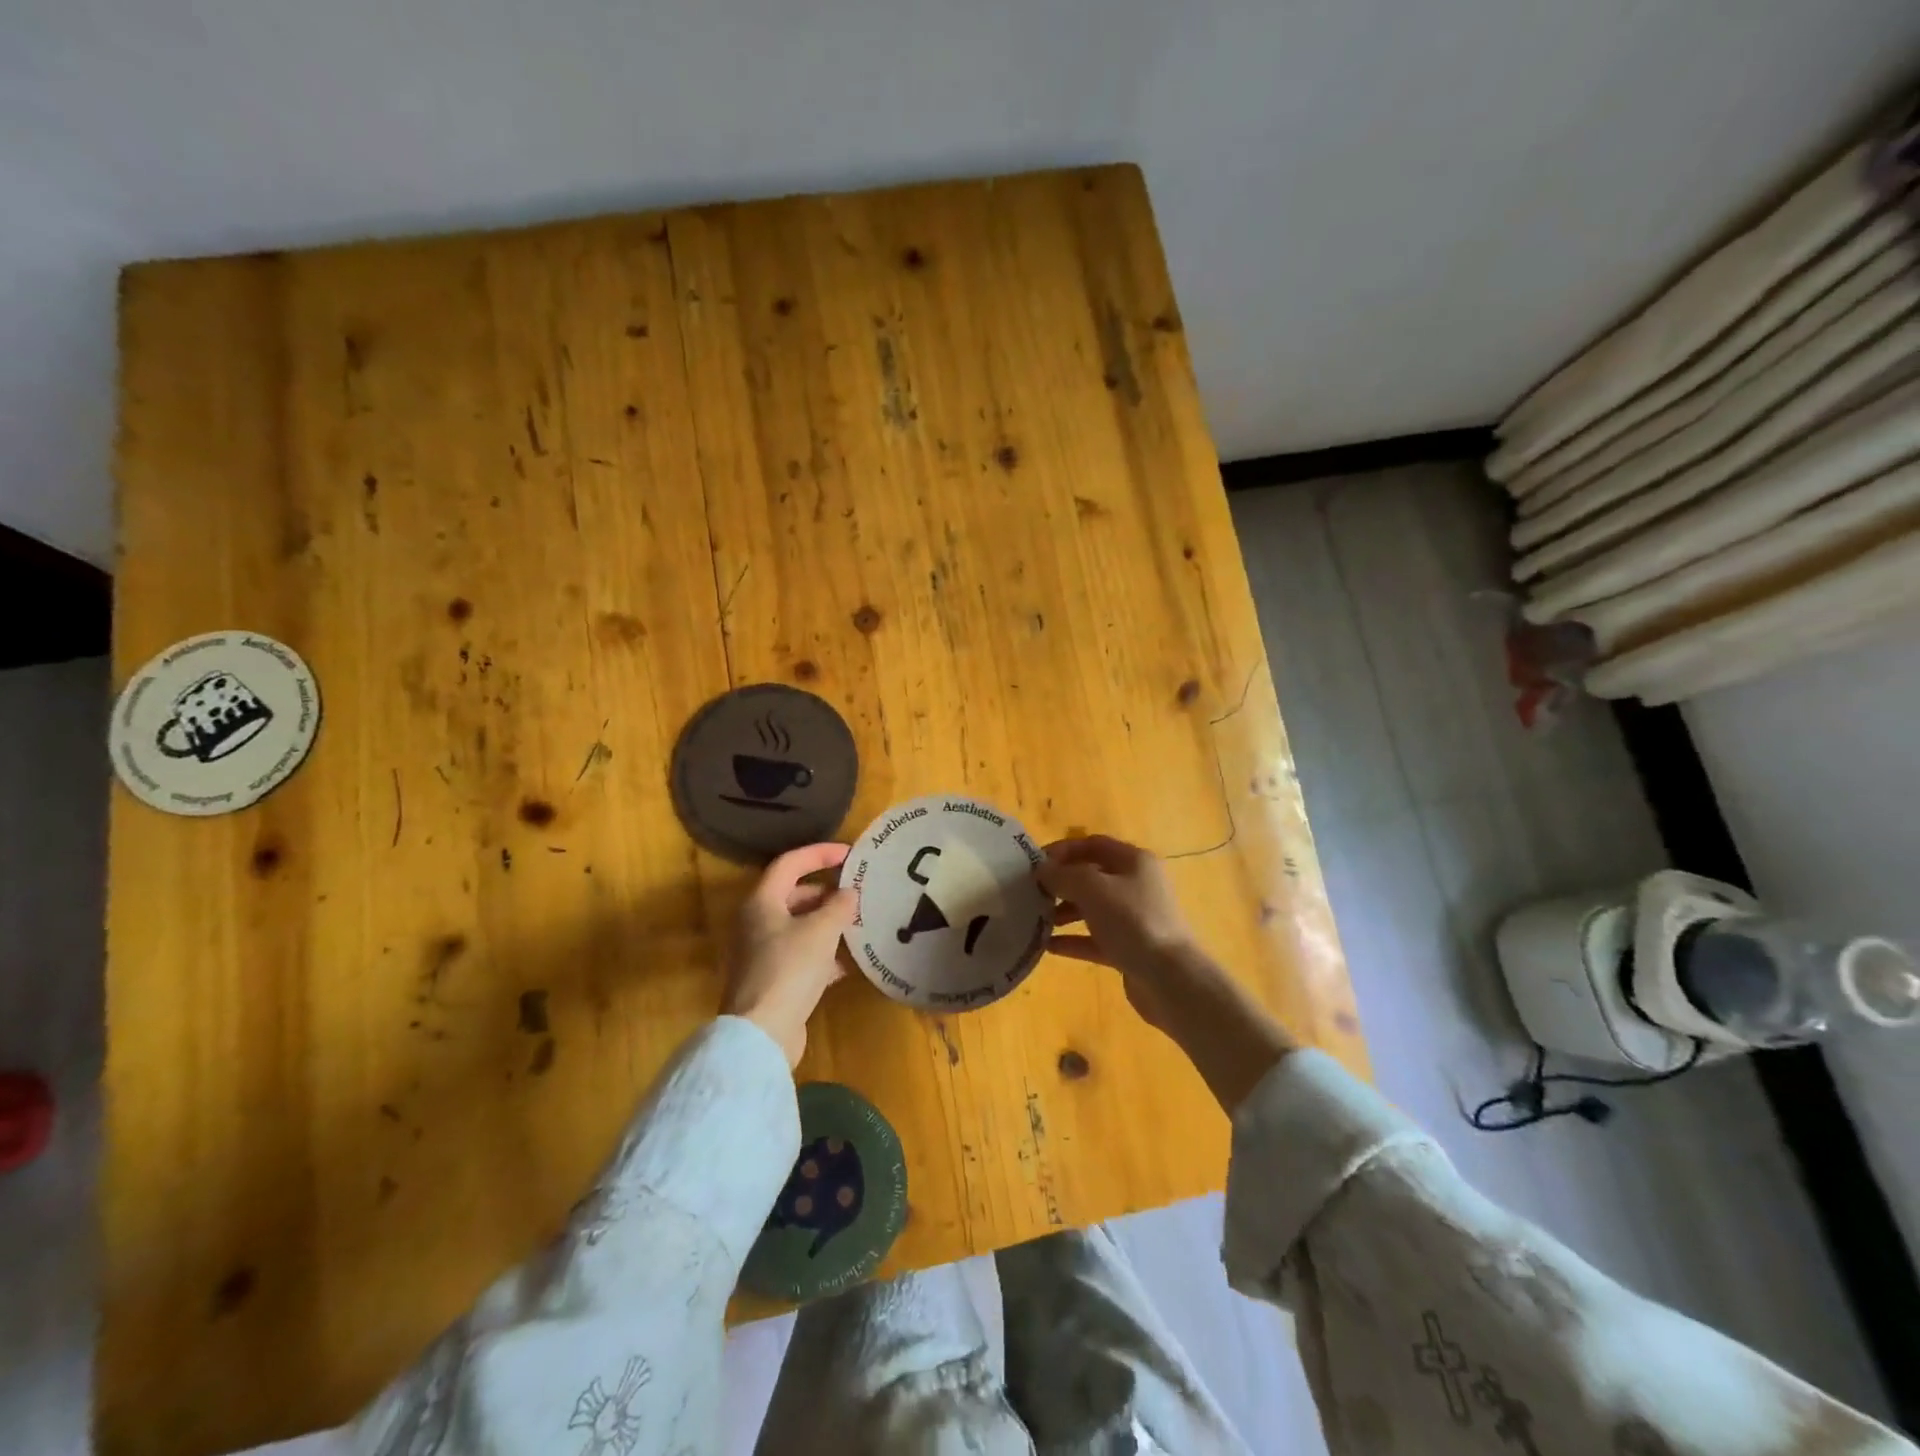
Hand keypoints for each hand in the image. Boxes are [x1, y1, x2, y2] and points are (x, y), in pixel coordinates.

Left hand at [721, 843, 856, 1067]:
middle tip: (857, 893)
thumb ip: (839, 906)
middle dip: (827, 893)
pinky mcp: (772, 980)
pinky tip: (847, 964)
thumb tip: (848, 894)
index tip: (850, 854)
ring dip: (827, 924)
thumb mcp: (822, 930)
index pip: (790, 863)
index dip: (820, 853)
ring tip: (858, 924)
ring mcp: (762, 954)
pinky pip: (801, 956)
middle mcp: (756, 923)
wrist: (762, 1034)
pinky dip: (823, 954)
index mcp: (762, 902)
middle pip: (794, 895)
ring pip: (799, 927)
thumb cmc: (789, 970)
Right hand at [1037, 835, 1197, 1032]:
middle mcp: (1137, 885)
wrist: (1171, 979)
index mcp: (1134, 861)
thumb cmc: (1132, 921)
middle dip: (1061, 883)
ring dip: (1064, 912)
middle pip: (1092, 876)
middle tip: (1032, 893)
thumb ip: (1063, 875)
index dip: (1063, 850)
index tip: (1034, 864)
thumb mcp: (1092, 889)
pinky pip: (1095, 939)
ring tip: (1035, 920)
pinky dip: (1073, 940)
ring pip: (1092, 908)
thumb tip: (1042, 871)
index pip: (1093, 844)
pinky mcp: (1130, 948)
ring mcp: (1135, 919)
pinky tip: (1048, 946)